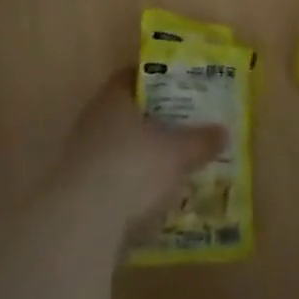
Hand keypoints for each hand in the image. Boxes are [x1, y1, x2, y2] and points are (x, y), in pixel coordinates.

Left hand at [47, 71, 225, 230]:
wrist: (82, 222)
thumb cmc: (133, 167)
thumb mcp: (177, 152)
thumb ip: (200, 140)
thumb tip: (223, 131)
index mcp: (115, 97)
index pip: (133, 76)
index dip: (157, 80)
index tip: (180, 88)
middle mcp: (93, 118)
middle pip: (126, 112)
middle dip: (152, 120)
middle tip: (181, 127)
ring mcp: (80, 154)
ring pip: (117, 145)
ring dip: (139, 154)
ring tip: (169, 166)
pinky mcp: (76, 190)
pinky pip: (109, 176)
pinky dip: (128, 183)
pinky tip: (149, 197)